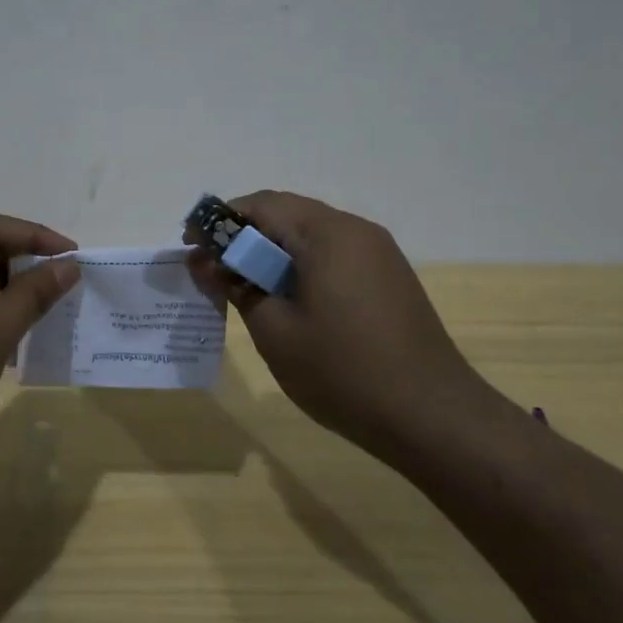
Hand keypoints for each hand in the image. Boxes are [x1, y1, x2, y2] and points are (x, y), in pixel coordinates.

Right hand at [187, 191, 485, 461]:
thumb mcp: (274, 330)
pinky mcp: (389, 276)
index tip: (189, 245)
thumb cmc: (342, 371)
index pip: (259, 205)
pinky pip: (333, 253)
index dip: (218, 221)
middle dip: (242, 234)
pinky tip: (286, 297)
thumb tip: (205, 261)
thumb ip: (235, 286)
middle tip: (211, 266)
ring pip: (310, 233)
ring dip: (270, 250)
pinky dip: (300, 263)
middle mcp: (354, 229)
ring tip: (243, 284)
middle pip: (285, 213)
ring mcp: (378, 252)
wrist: (432, 416)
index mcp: (325, 233)